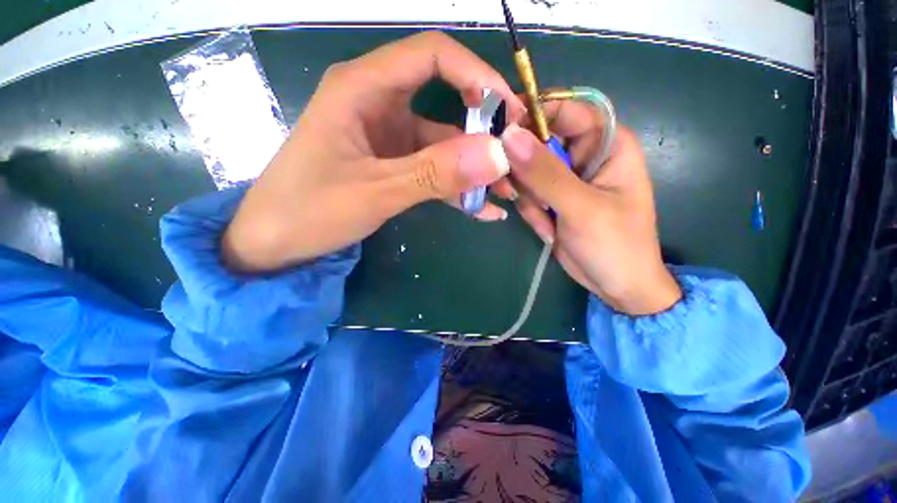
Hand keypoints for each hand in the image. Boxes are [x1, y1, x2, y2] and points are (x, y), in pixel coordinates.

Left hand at [222, 32, 523, 271]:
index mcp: (363, 88)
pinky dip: (458, 188)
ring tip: (507, 192)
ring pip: (445, 144)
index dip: (478, 75)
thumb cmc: (310, 211)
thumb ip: (435, 174)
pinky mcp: (394, 166)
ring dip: (475, 168)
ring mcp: (389, 140)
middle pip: (446, 101)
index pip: (433, 55)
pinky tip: (482, 209)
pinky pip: (434, 171)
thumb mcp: (375, 192)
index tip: (509, 112)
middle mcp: (380, 105)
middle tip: (514, 159)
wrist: (277, 243)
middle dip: (484, 130)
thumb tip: (496, 156)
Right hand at [501, 101, 681, 314]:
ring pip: (527, 172)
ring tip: (546, 221)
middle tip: (521, 193)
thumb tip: (508, 136)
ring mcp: (565, 179)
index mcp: (606, 144)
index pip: (566, 110)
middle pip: (539, 143)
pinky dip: (532, 212)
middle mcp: (584, 156)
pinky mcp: (552, 199)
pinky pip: (528, 194)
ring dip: (529, 198)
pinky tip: (548, 230)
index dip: (534, 116)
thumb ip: (544, 173)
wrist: (617, 285)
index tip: (503, 134)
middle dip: (526, 171)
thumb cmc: (614, 245)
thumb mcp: (580, 208)